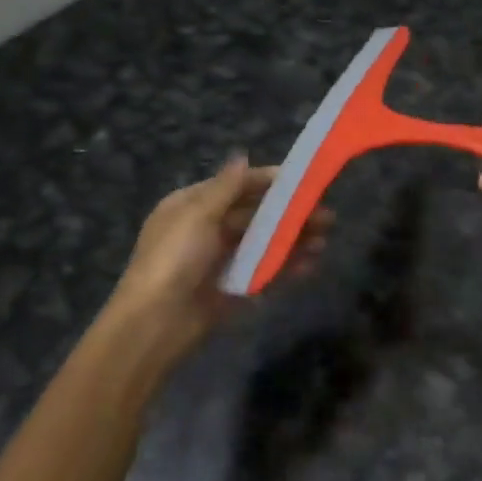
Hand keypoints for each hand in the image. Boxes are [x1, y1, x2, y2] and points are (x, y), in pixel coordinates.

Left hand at [106, 156, 328, 360]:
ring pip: (263, 244)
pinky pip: (264, 272)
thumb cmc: (173, 260)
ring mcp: (221, 261)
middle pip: (254, 216)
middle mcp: (207, 230)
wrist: (155, 324)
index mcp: (192, 206)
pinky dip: (287, 266)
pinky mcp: (232, 290)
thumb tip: (242, 156)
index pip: (236, 186)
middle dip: (288, 213)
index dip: (268, 182)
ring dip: (293, 239)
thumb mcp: (197, 215)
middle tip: (325, 214)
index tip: (302, 180)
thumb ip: (226, 188)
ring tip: (324, 240)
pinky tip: (311, 264)